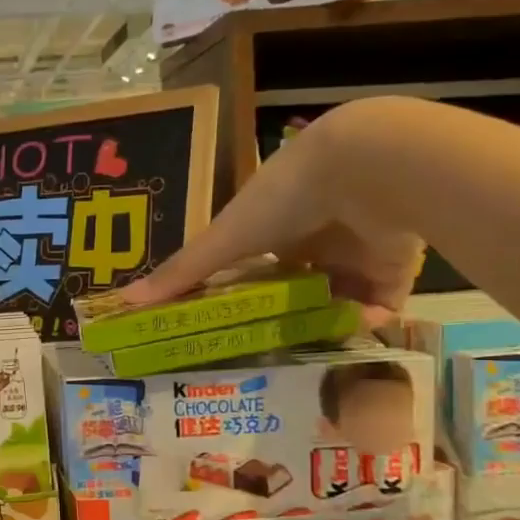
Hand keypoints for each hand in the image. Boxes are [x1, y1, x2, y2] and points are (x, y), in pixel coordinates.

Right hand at [116, 103, 423, 325]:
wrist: (366, 168)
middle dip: (286, 318)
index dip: (242, 297)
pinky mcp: (394, 265)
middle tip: (272, 352)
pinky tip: (351, 329)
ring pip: (337, 300)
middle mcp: (312, 238)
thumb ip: (182, 273)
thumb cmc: (284, 198)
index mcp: (271, 227)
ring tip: (311, 350)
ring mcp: (355, 252)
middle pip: (297, 288)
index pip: (253, 269)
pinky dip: (366, 320)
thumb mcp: (225, 239)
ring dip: (325, 324)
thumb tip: (124, 301)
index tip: (228, 329)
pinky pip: (380, 303)